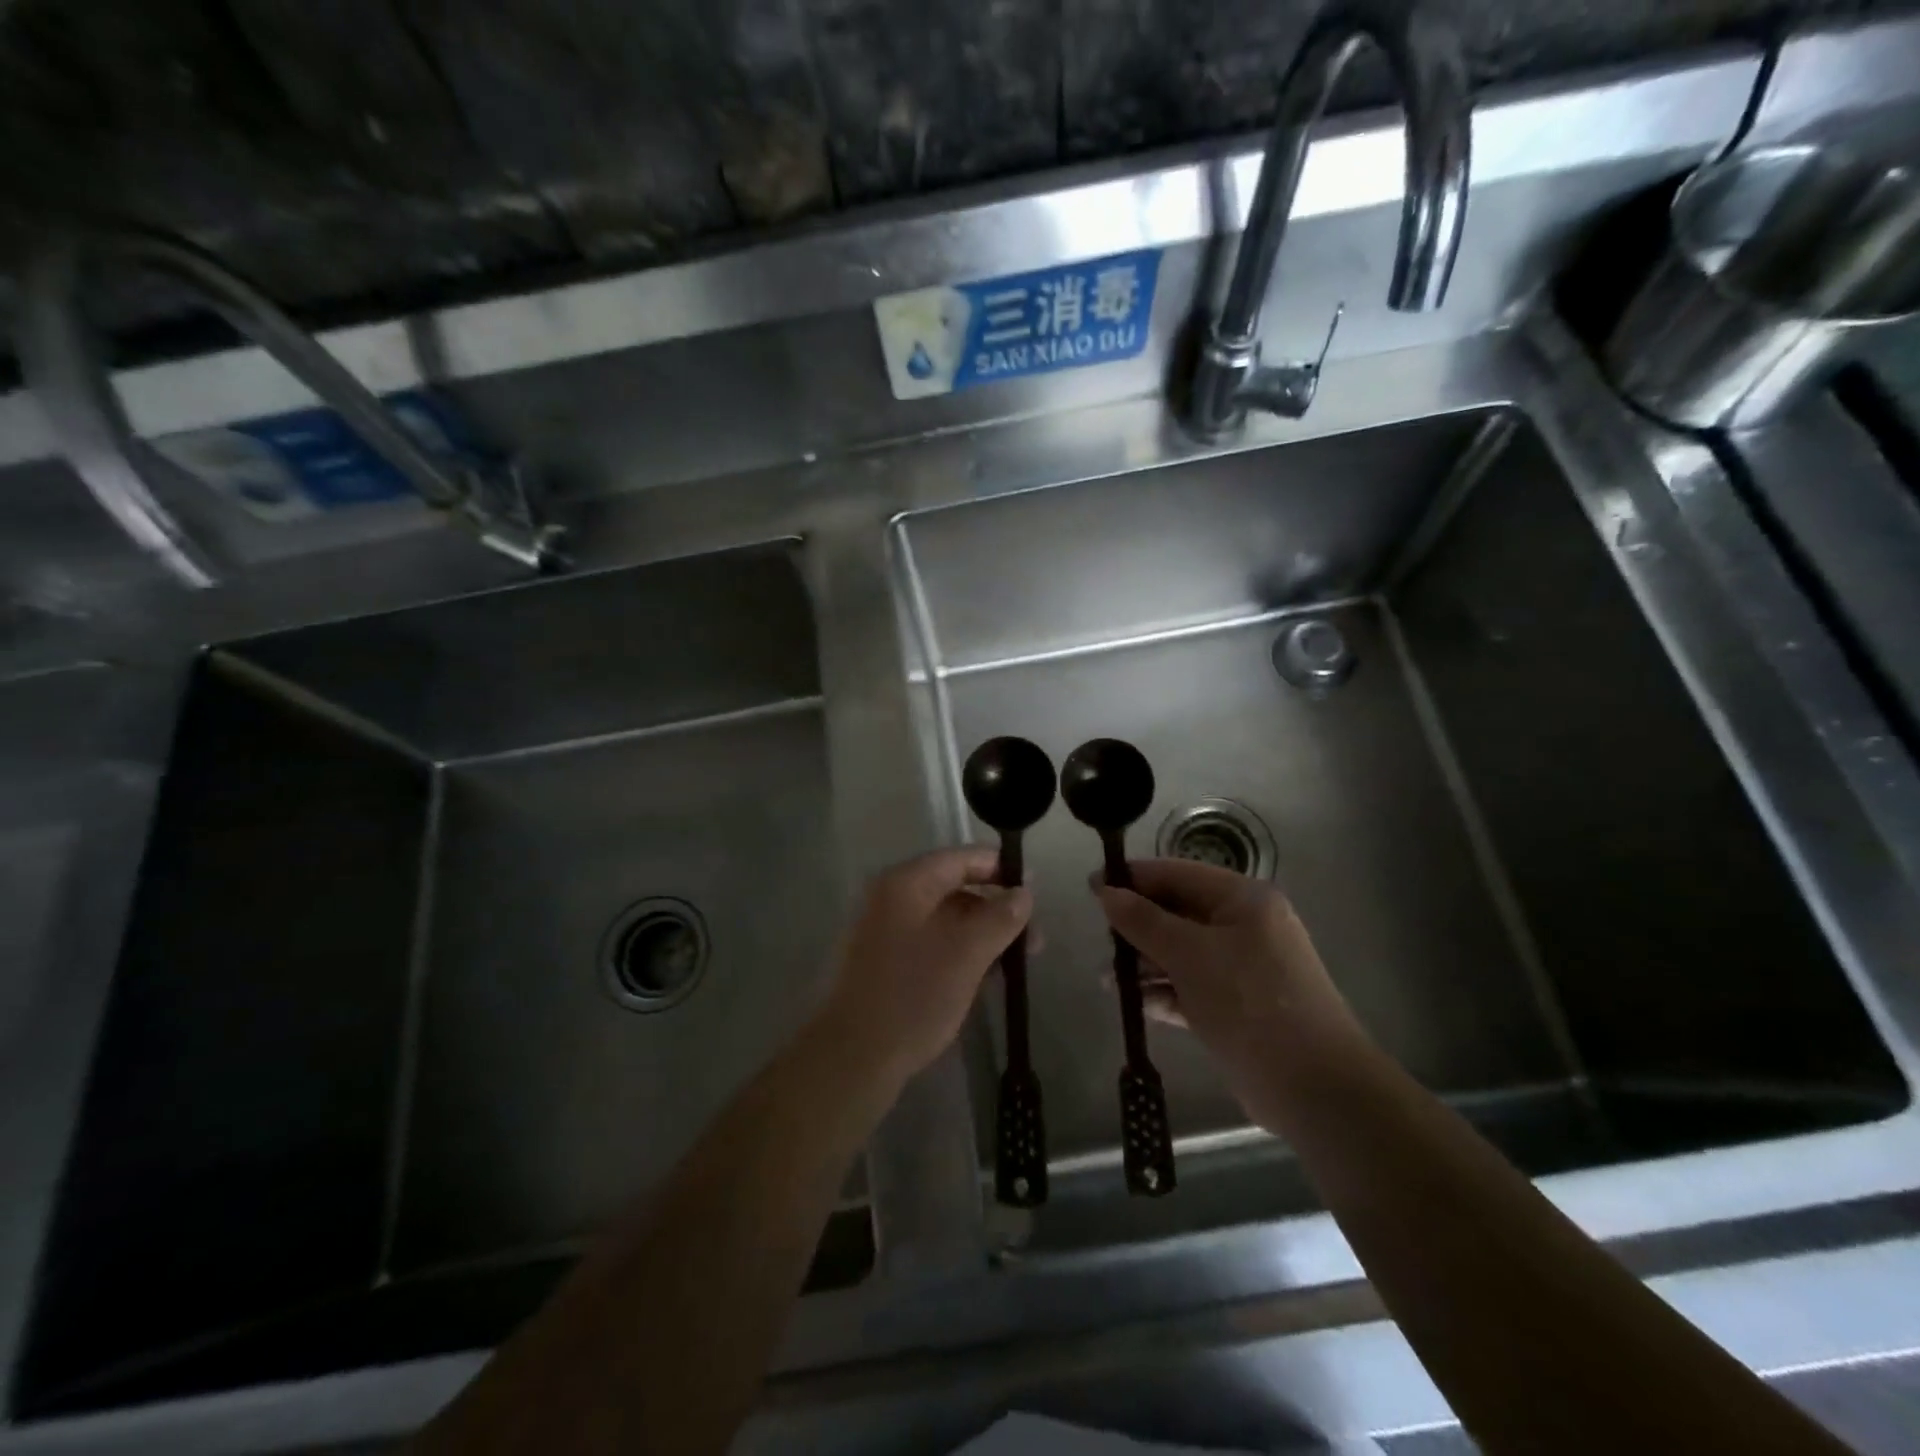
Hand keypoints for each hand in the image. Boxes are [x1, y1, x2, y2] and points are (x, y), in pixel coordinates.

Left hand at [818, 847, 1032, 1087]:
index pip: (960, 858)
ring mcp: (884, 930)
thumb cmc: (913, 995)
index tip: (1035, 889)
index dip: (1000, 868)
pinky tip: (985, 975)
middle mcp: (892, 897)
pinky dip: (960, 951)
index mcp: (906, 883)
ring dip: (982, 933)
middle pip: (954, 887)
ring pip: (945, 919)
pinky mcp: (885, 961)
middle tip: (1034, 938)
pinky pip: (931, 942)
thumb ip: (1000, 917)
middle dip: (996, 908)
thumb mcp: (967, 953)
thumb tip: (1024, 893)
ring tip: (1016, 962)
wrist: (854, 1056)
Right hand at [1093, 859, 1367, 1131]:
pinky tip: (1136, 1004)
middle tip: (1101, 943)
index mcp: (1243, 900)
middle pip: (1178, 913)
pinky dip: (1164, 992)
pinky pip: (1191, 987)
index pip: (1178, 874)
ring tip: (1106, 980)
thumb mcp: (1190, 954)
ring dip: (1145, 964)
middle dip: (1137, 927)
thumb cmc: (1249, 1002)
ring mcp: (1242, 968)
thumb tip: (1105, 891)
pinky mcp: (1237, 1006)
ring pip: (1181, 953)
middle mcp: (1245, 926)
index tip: (1092, 888)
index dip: (1134, 879)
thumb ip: (1143, 921)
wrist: (1314, 1088)